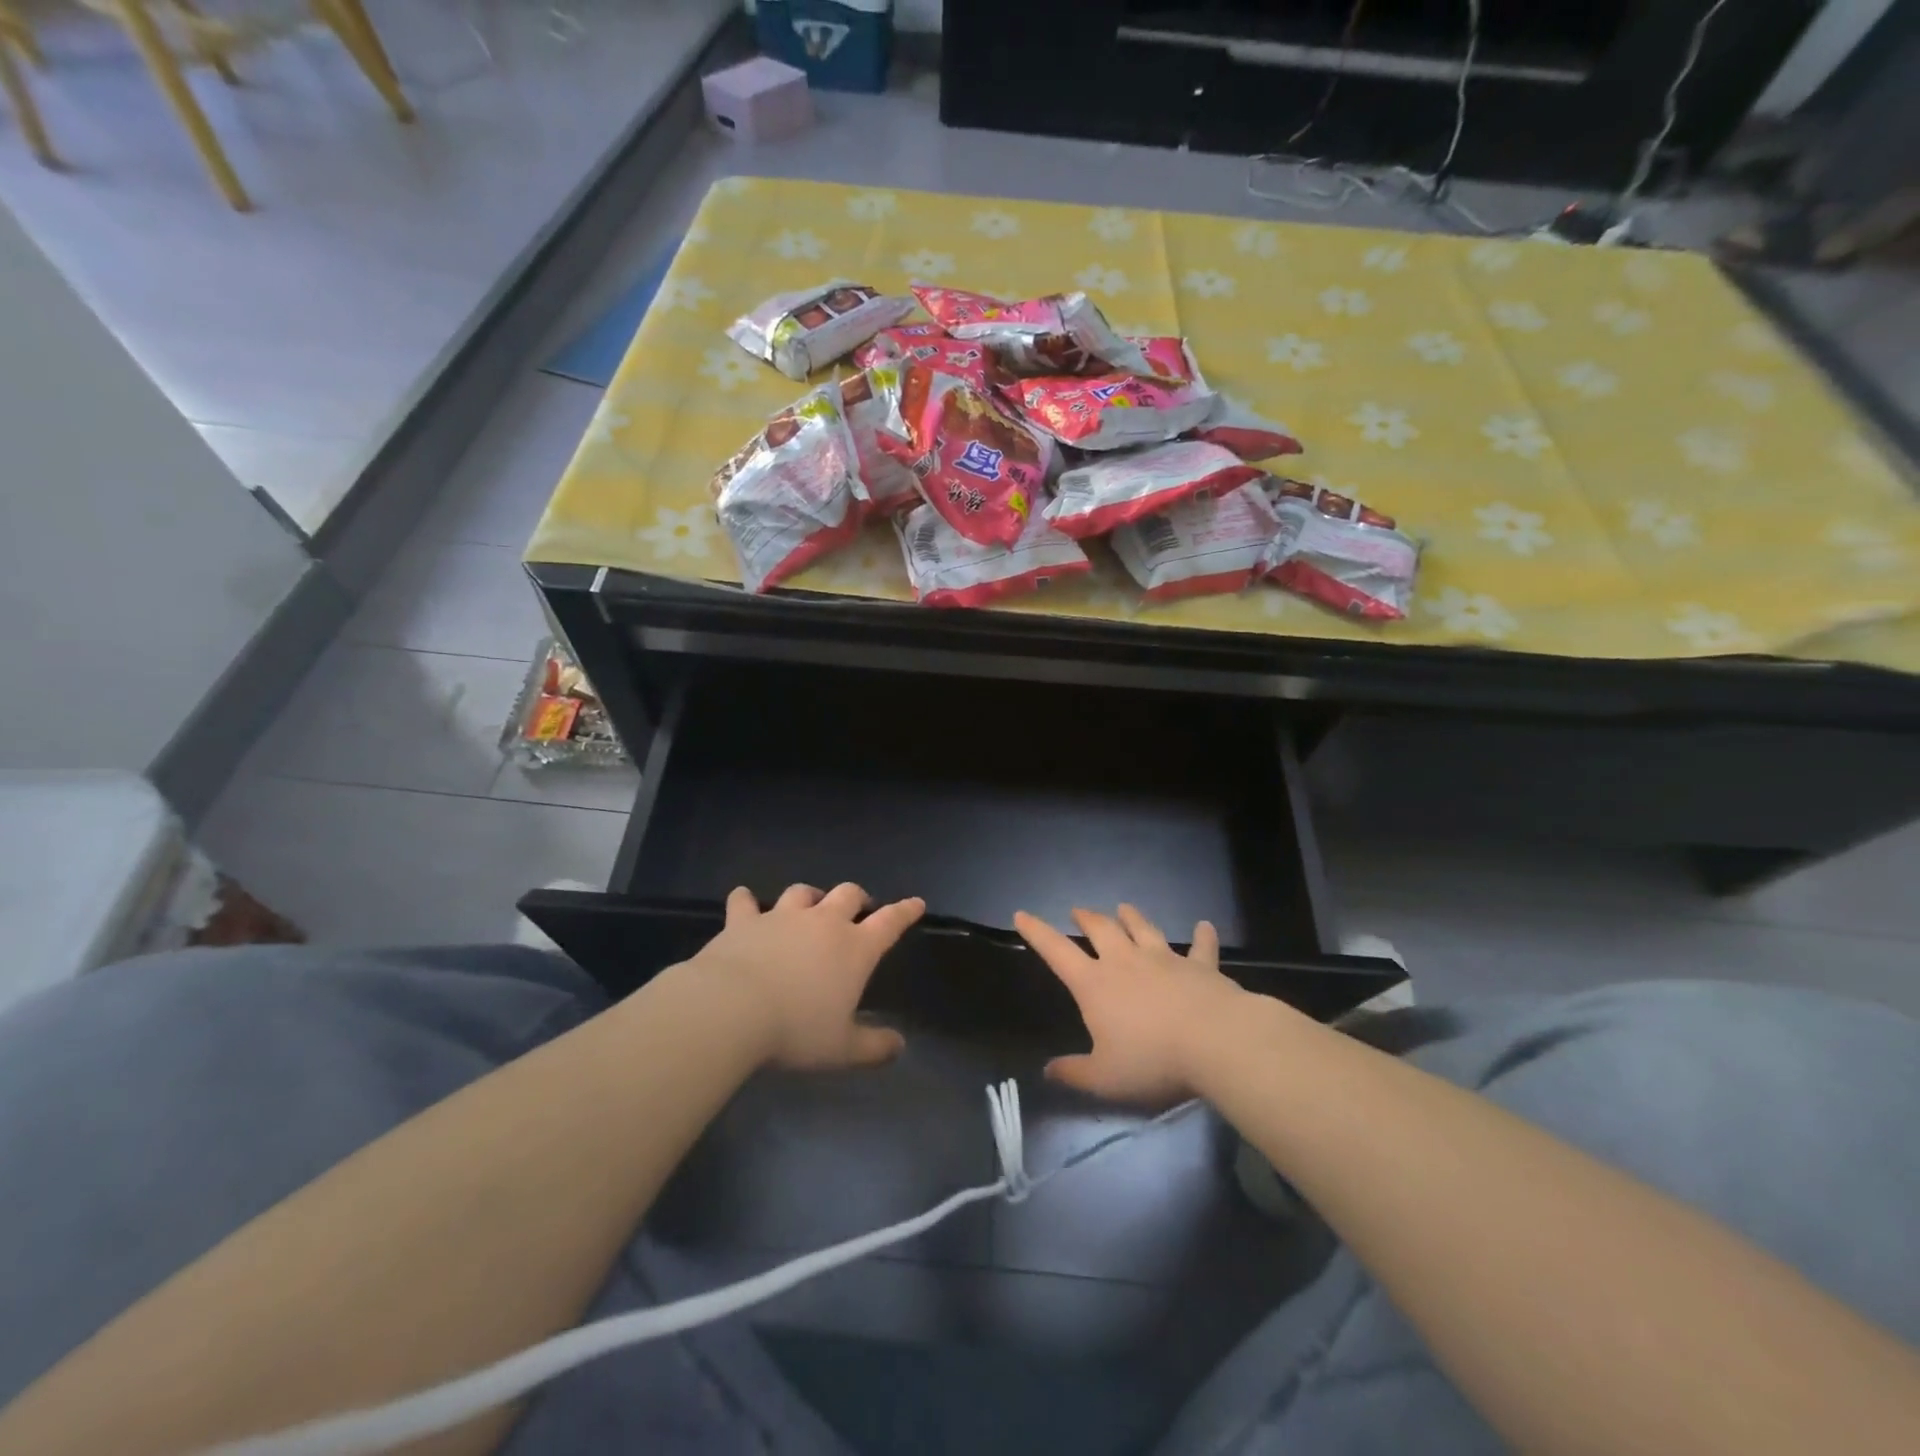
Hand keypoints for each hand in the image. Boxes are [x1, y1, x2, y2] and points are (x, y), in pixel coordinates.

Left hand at [688, 883, 924, 1071]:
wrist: (730, 1009)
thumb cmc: (795, 1030)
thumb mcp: (841, 1049)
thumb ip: (873, 1047)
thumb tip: (899, 1045)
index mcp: (854, 949)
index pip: (890, 923)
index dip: (905, 912)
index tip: (916, 903)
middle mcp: (822, 923)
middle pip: (848, 894)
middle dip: (857, 898)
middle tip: (858, 908)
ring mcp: (781, 916)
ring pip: (802, 892)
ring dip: (810, 896)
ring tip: (810, 904)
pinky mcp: (743, 921)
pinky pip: (744, 901)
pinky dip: (746, 900)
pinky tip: (743, 901)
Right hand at [1015, 904, 1244, 1104]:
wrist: (1215, 1042)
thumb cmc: (1152, 1060)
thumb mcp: (1104, 1078)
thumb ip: (1074, 1073)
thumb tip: (1048, 1070)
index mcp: (1095, 984)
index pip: (1057, 951)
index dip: (1037, 932)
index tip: (1022, 915)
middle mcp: (1125, 961)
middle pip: (1101, 929)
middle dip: (1086, 918)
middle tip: (1078, 911)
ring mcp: (1165, 959)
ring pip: (1143, 928)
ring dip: (1132, 917)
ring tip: (1124, 908)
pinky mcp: (1200, 966)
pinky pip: (1201, 946)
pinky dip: (1202, 935)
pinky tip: (1204, 926)